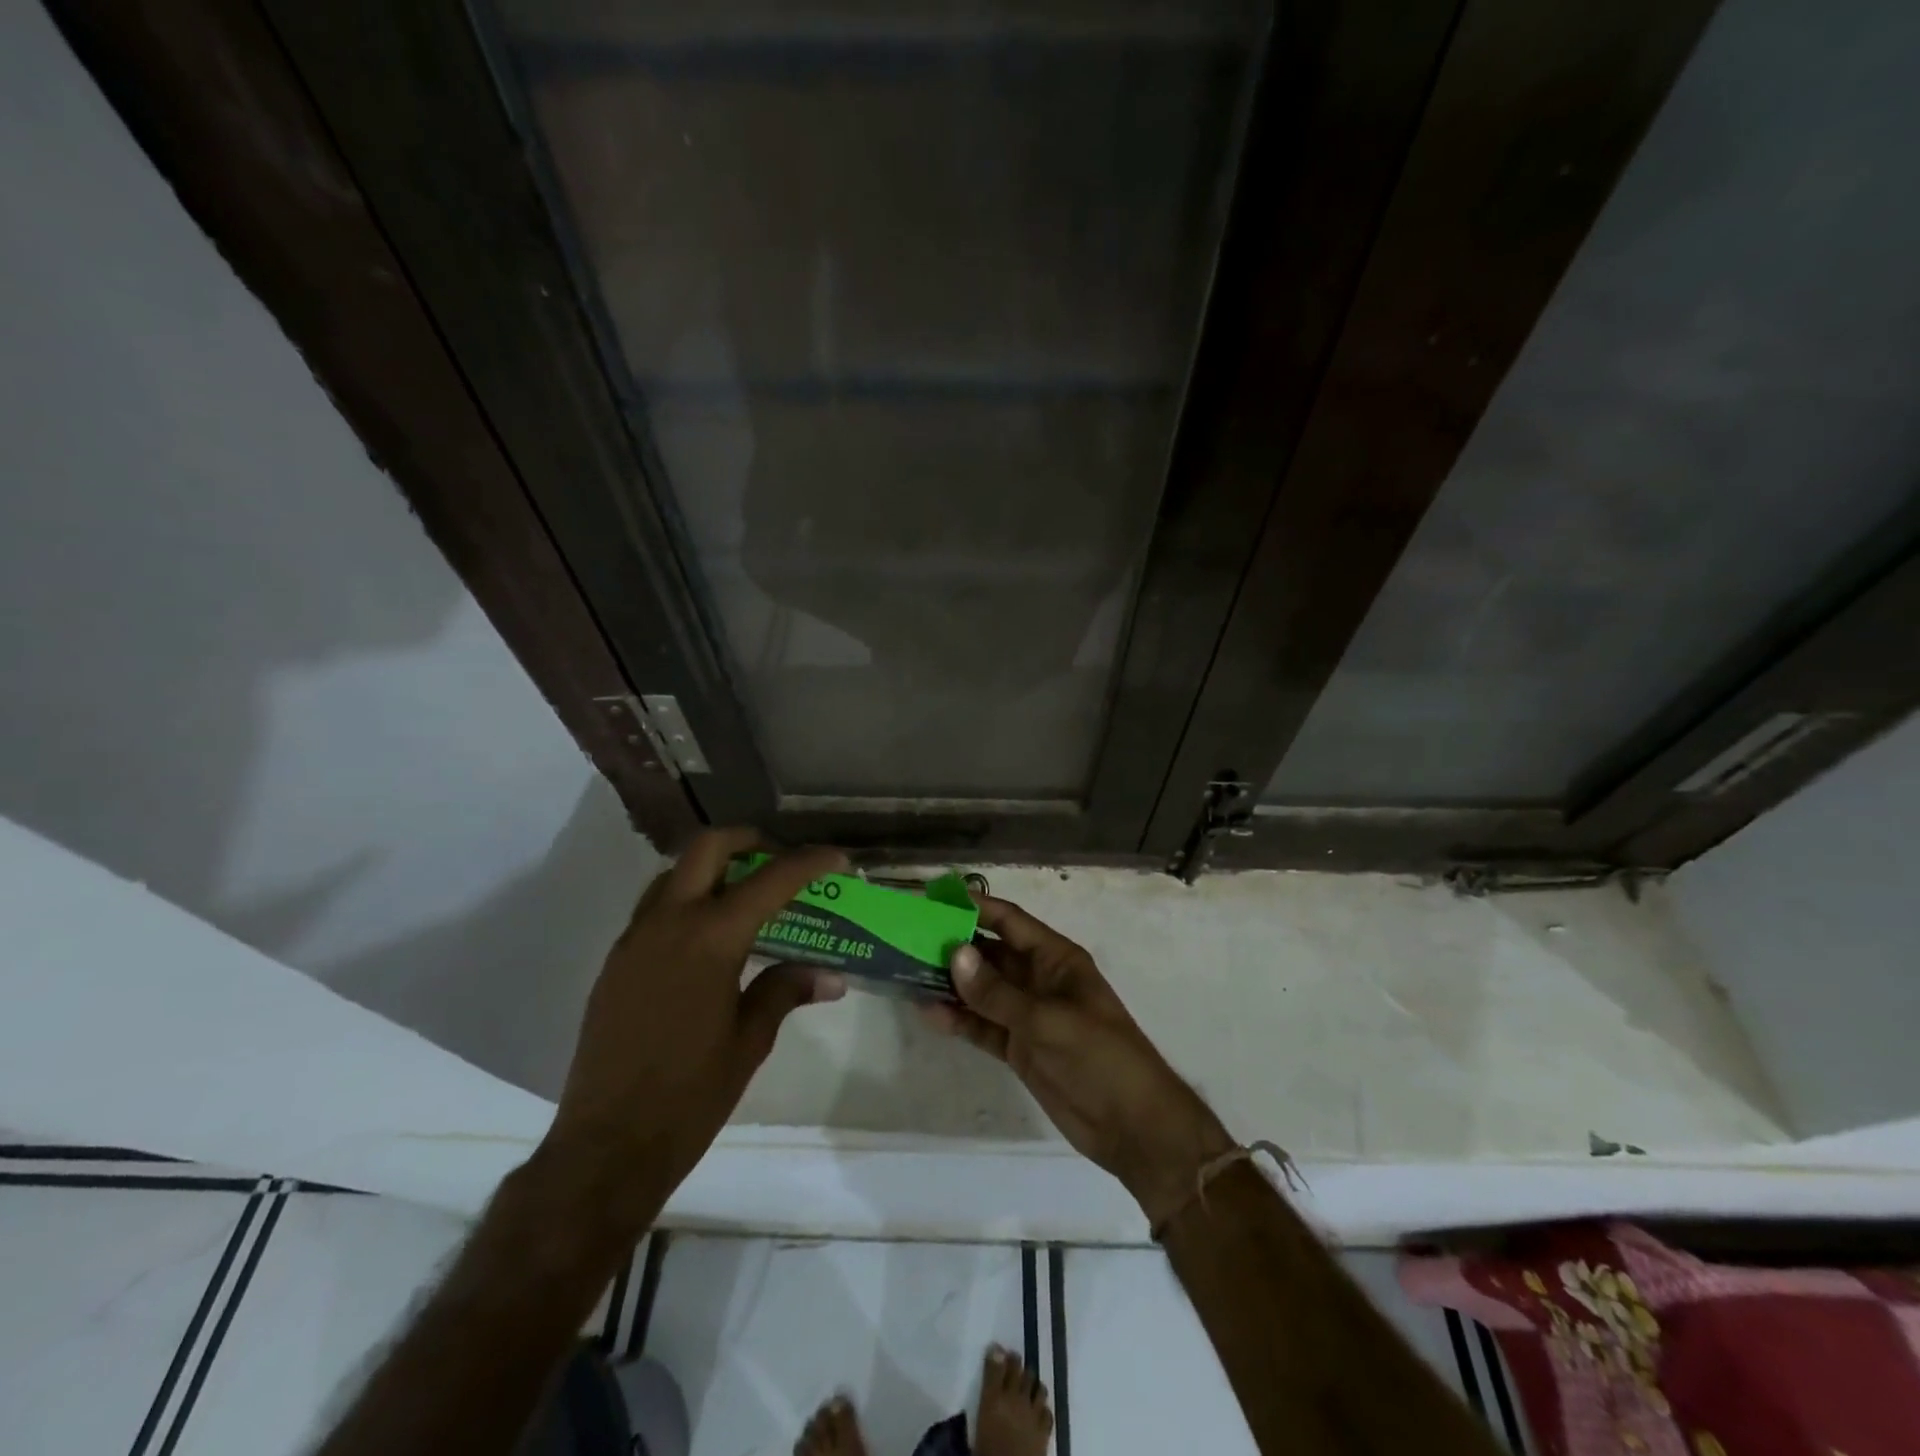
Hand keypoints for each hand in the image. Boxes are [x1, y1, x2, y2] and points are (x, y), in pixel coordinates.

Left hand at [543, 828, 847, 1215]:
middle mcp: (669, 923)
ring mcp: (635, 939)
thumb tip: (830, 976)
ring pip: (675, 872)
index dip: (808, 862)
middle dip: (749, 841)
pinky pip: (654, 907)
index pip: (770, 880)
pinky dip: (687, 899)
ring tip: (746, 894)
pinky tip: (708, 937)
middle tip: (779, 860)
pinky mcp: (616, 961)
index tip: (836, 857)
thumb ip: (786, 991)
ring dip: (713, 868)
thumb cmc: (690, 1095)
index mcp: (711, 939)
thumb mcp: (750, 1041)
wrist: (606, 1146)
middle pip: (708, 847)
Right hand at [923, 895, 1234, 1229]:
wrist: (1132, 1127)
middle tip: (907, 939)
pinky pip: (983, 1025)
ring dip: (951, 984)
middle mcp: (1038, 980)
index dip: (975, 907)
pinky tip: (928, 1013)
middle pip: (990, 954)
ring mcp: (1028, 1015)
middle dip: (954, 946)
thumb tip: (954, 953)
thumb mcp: (1047, 1021)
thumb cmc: (1099, 1057)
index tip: (934, 899)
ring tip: (907, 973)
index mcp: (1055, 959)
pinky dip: (959, 1020)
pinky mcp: (1020, 1048)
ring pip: (982, 991)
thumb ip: (997, 992)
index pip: (1009, 922)